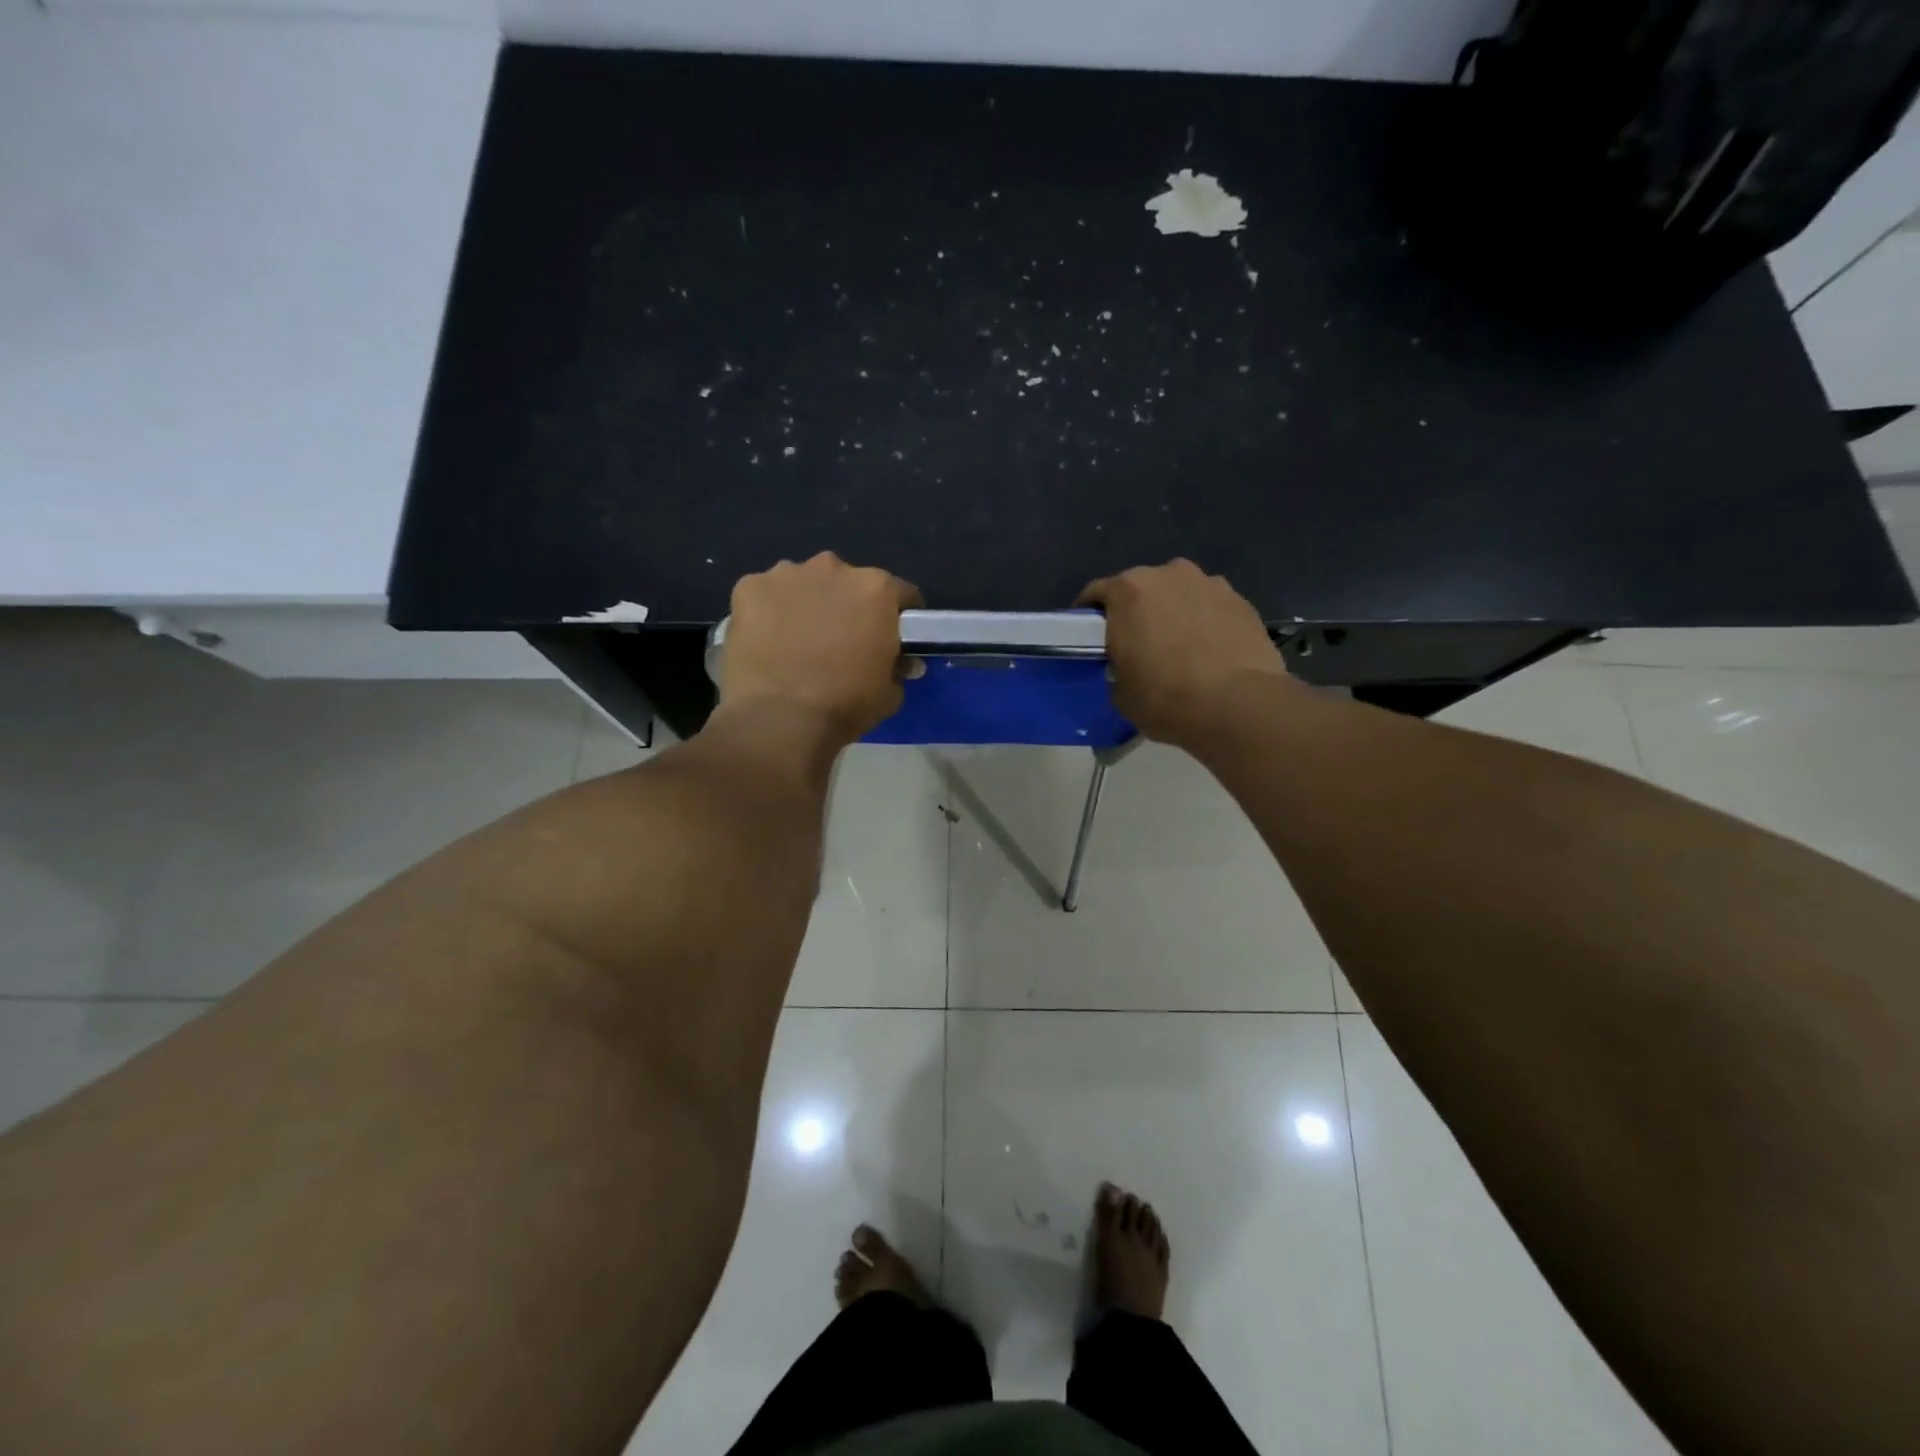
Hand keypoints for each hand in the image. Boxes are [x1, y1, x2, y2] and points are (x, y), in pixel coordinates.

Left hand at [721, 553, 921, 745]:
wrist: (778, 719)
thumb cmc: (844, 705)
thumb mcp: (890, 693)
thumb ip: (898, 667)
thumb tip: (901, 662)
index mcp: (876, 589)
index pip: (900, 594)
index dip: (898, 617)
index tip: (892, 637)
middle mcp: (833, 568)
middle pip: (847, 583)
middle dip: (847, 606)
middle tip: (840, 641)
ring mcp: (786, 574)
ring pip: (804, 584)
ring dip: (807, 604)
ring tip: (798, 641)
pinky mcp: (748, 588)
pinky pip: (765, 595)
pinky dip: (768, 612)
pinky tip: (766, 641)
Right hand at [1079, 559, 1290, 746]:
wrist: (1238, 706)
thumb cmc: (1165, 697)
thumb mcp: (1120, 692)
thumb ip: (1117, 666)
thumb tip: (1129, 666)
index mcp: (1129, 590)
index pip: (1097, 593)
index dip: (1089, 616)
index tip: (1090, 638)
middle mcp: (1169, 574)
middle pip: (1143, 588)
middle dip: (1136, 611)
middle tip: (1136, 644)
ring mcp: (1210, 583)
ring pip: (1180, 594)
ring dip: (1174, 612)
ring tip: (1178, 646)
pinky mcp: (1242, 601)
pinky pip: (1211, 607)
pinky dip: (1205, 621)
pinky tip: (1208, 650)